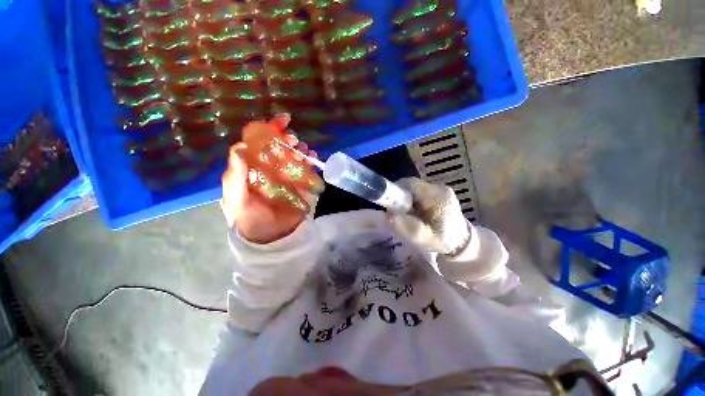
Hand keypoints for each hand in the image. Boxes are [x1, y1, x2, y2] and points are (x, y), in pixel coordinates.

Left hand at [221, 114, 318, 243]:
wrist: (270, 235)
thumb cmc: (249, 216)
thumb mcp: (236, 197)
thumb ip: (236, 175)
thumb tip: (240, 146)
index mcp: (252, 165)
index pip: (259, 141)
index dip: (269, 128)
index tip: (283, 120)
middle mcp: (269, 166)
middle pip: (280, 146)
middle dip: (287, 138)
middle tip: (294, 140)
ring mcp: (286, 174)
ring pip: (294, 155)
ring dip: (300, 149)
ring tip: (304, 152)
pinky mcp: (299, 183)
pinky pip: (306, 168)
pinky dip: (310, 161)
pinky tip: (313, 159)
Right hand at [388, 178, 470, 254]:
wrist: (462, 241)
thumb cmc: (444, 241)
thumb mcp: (425, 239)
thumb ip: (408, 227)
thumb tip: (388, 215)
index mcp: (438, 197)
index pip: (411, 184)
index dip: (396, 191)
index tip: (390, 204)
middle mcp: (440, 188)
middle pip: (411, 184)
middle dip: (400, 196)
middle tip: (397, 211)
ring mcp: (440, 189)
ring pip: (414, 187)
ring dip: (406, 198)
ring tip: (406, 213)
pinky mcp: (438, 191)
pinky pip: (419, 191)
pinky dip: (412, 199)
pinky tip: (414, 211)